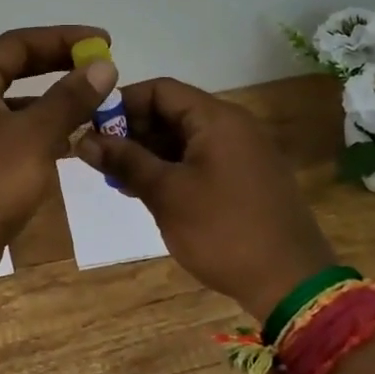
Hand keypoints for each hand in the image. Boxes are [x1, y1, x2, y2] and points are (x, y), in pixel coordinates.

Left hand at [0, 25, 117, 257]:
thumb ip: (69, 98)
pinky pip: (7, 136)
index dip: (62, 38)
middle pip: (12, 70)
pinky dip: (36, 134)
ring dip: (49, 104)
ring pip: (11, 107)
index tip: (102, 43)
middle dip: (56, 67)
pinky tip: (65, 146)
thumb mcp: (35, 136)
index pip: (17, 44)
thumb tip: (102, 65)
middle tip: (97, 69)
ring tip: (89, 108)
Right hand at [76, 77, 334, 322]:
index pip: (160, 90)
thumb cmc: (222, 231)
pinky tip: (145, 190)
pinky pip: (199, 159)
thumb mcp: (166, 194)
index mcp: (217, 118)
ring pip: (183, 138)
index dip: (122, 103)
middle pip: (172, 111)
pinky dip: (170, 168)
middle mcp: (232, 126)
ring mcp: (241, 153)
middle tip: (99, 158)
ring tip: (116, 178)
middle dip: (132, 131)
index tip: (91, 128)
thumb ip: (125, 161)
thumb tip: (83, 140)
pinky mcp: (244, 179)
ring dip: (148, 152)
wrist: (291, 283)